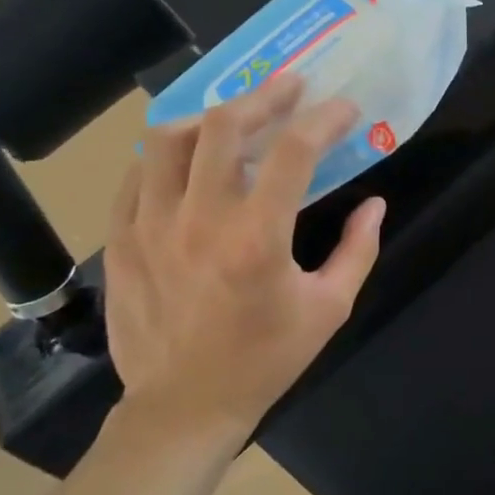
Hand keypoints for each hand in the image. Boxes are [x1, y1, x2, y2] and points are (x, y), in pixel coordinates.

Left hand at [101, 73, 384, 451]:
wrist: (183, 406)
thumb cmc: (265, 359)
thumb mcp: (329, 309)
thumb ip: (358, 250)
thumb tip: (375, 204)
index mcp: (257, 238)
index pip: (293, 151)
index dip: (324, 118)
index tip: (344, 108)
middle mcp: (199, 219)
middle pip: (223, 126)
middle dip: (265, 96)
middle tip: (290, 88)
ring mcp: (150, 225)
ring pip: (169, 139)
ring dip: (210, 117)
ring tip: (235, 117)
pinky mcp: (120, 238)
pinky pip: (137, 174)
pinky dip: (167, 153)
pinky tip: (188, 157)